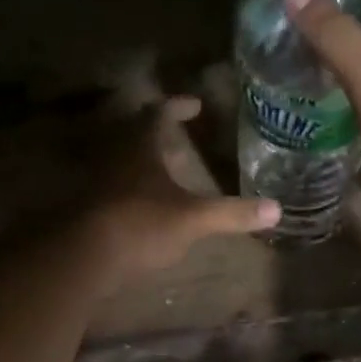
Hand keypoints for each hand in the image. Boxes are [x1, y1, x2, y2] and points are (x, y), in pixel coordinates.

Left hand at [83, 96, 278, 282]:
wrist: (83, 256)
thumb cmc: (141, 223)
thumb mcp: (193, 219)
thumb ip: (232, 213)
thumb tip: (277, 209)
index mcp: (140, 147)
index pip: (158, 113)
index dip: (177, 107)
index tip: (194, 105)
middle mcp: (115, 156)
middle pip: (135, 134)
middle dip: (158, 134)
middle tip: (179, 139)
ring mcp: (97, 182)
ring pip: (122, 161)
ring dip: (143, 163)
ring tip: (165, 174)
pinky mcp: (87, 208)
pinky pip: (113, 188)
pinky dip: (131, 190)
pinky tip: (145, 208)